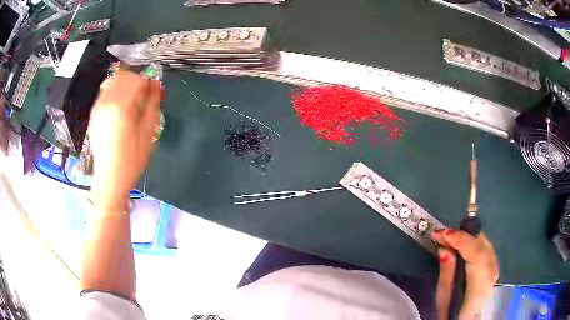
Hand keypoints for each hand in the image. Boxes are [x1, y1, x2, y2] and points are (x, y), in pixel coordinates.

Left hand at [89, 71, 160, 211]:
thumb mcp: (149, 132)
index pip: (138, 79)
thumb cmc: (132, 159)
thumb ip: (153, 103)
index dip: (149, 82)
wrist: (110, 178)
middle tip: (145, 94)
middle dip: (138, 81)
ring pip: (113, 81)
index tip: (155, 91)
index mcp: (122, 106)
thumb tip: (156, 84)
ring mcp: (98, 107)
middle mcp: (107, 102)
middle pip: (125, 76)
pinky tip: (121, 104)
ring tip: (133, 98)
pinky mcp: (94, 113)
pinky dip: (115, 90)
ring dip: (126, 84)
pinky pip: (105, 91)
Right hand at [432, 229, 498, 319]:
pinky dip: (473, 241)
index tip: (443, 233)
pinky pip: (485, 247)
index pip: (476, 256)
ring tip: (448, 236)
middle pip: (482, 246)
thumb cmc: (451, 313)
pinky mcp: (494, 265)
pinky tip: (462, 242)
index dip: (461, 241)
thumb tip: (444, 250)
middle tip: (442, 233)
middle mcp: (492, 273)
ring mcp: (495, 268)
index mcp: (480, 286)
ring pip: (484, 244)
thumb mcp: (443, 299)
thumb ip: (446, 274)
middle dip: (462, 235)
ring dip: (467, 237)